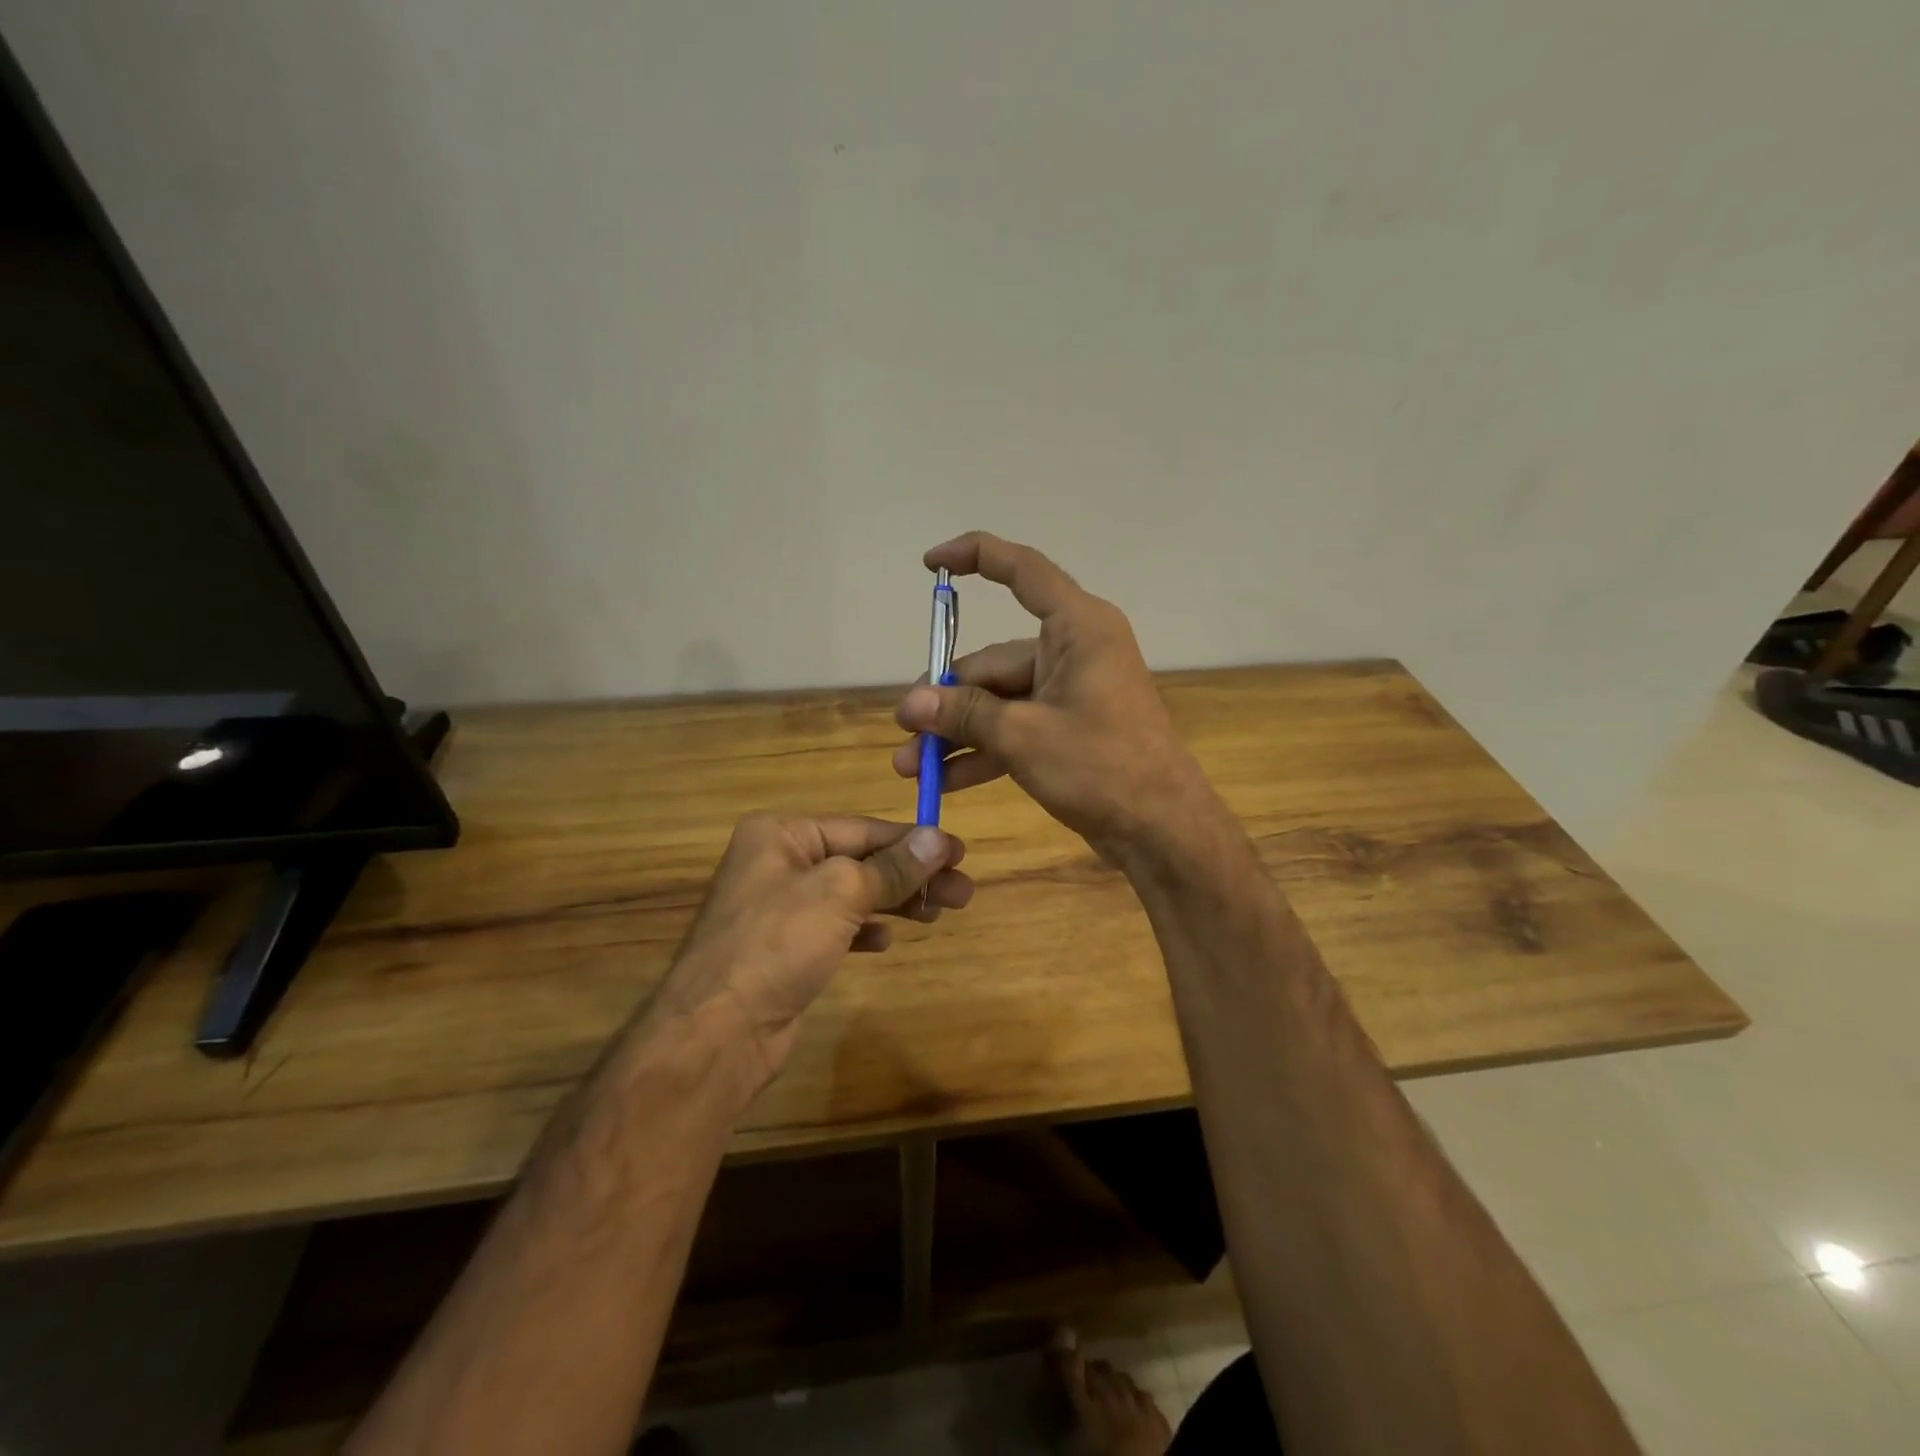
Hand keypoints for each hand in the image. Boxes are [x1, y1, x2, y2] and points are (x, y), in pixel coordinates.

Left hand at [653, 813, 970, 1087]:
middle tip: (962, 892)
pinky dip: (863, 929)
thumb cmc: (777, 944)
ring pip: (850, 894)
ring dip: (894, 901)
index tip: (960, 853)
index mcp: (781, 834)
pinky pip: (834, 926)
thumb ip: (893, 866)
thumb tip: (940, 838)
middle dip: (911, 875)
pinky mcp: (783, 948)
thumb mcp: (841, 893)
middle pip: (859, 860)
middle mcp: (777, 862)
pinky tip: (887, 940)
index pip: (861, 828)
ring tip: (938, 913)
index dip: (913, 840)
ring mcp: (778, 908)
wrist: (717, 1032)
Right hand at [891, 531, 1213, 860]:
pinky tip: (945, 780)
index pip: (1022, 571)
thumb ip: (964, 714)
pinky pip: (1015, 727)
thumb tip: (911, 704)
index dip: (974, 557)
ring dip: (956, 732)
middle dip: (946, 699)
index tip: (930, 565)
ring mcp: (1071, 691)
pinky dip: (984, 750)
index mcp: (1078, 627)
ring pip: (999, 700)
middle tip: (904, 729)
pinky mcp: (1069, 727)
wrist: (1162, 829)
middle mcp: (1074, 650)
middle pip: (994, 660)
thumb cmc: (1102, 767)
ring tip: (910, 766)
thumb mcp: (1023, 737)